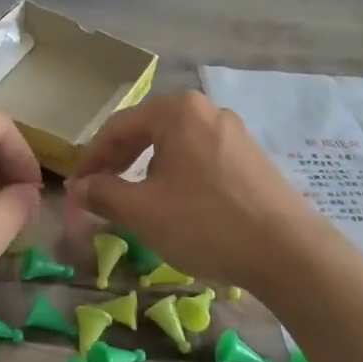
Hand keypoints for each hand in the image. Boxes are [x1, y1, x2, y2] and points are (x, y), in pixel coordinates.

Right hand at [66, 92, 324, 293]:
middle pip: (147, 132)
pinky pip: (200, 159)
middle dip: (118, 163)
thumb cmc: (204, 223)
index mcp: (176, 111)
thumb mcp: (142, 211)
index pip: (117, 128)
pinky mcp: (251, 157)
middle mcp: (206, 110)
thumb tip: (80, 188)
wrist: (287, 251)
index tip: (75, 189)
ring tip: (133, 201)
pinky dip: (176, 176)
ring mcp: (234, 132)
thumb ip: (103, 193)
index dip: (90, 160)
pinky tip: (175, 204)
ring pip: (174, 146)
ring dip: (146, 170)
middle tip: (98, 192)